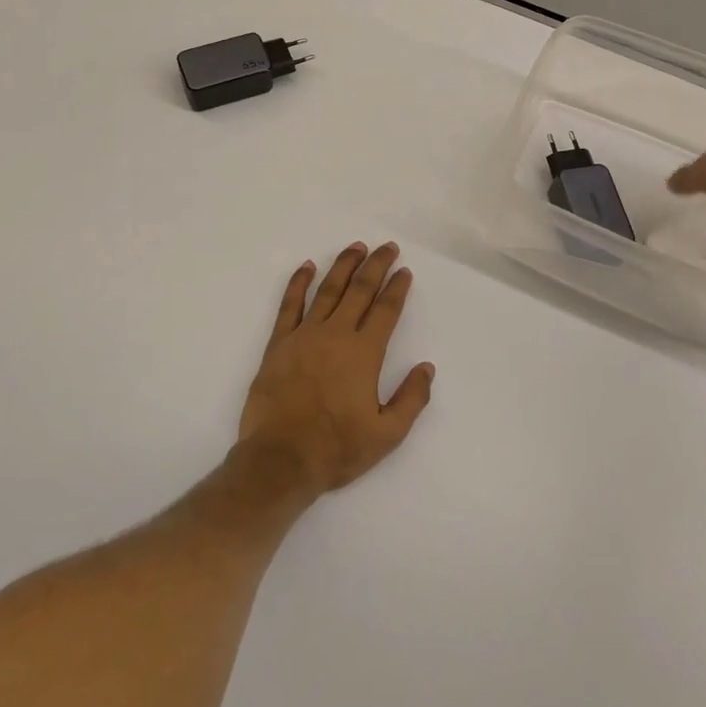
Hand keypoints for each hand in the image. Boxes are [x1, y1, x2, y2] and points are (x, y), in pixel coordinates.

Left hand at [238, 242, 434, 495]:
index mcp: (364, 353)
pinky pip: (289, 304)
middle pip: (359, 290)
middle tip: (387, 247)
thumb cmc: (336, 449)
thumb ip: (411, 399)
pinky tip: (307, 266)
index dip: (397, 288)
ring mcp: (304, 335)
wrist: (280, 459)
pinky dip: (298, 282)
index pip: (385, 310)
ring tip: (356, 247)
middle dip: (376, 266)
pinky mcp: (279, 343)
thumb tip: (426, 367)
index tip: (404, 272)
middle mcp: (336, 335)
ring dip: (343, 266)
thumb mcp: (387, 434)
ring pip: (328, 290)